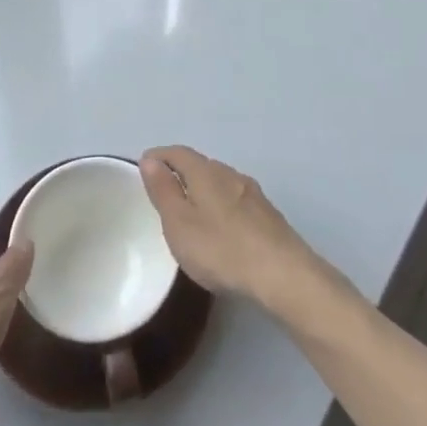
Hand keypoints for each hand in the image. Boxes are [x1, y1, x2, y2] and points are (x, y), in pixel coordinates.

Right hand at [138, 146, 326, 312]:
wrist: (282, 273)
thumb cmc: (221, 248)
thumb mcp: (179, 223)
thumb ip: (163, 190)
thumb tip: (150, 159)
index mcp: (205, 172)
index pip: (178, 152)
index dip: (159, 156)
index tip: (144, 165)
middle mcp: (230, 173)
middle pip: (200, 164)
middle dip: (181, 172)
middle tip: (164, 191)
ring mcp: (252, 193)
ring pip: (220, 182)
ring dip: (202, 190)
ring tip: (190, 212)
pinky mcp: (267, 214)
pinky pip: (235, 200)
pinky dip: (220, 205)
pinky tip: (220, 228)